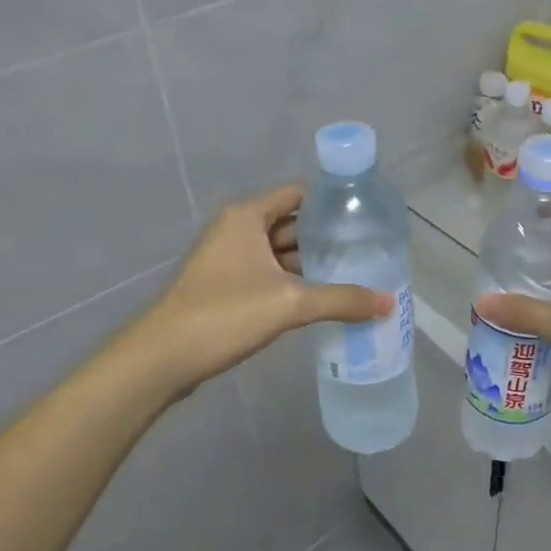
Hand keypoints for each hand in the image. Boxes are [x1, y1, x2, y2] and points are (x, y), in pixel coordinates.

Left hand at [138, 184, 391, 398]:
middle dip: (328, 237)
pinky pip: (269, 273)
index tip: (367, 217)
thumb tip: (388, 302)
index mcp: (247, 216)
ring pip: (281, 251)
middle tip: (368, 250)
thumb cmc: (224, 314)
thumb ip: (341, 299)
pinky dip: (294, 281)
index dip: (333, 202)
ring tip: (354, 273)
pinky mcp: (226, 285)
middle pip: (292, 222)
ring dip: (312, 263)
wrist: (162, 357)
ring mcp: (229, 258)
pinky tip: (322, 297)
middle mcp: (237, 229)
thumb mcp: (290, 304)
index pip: (299, 193)